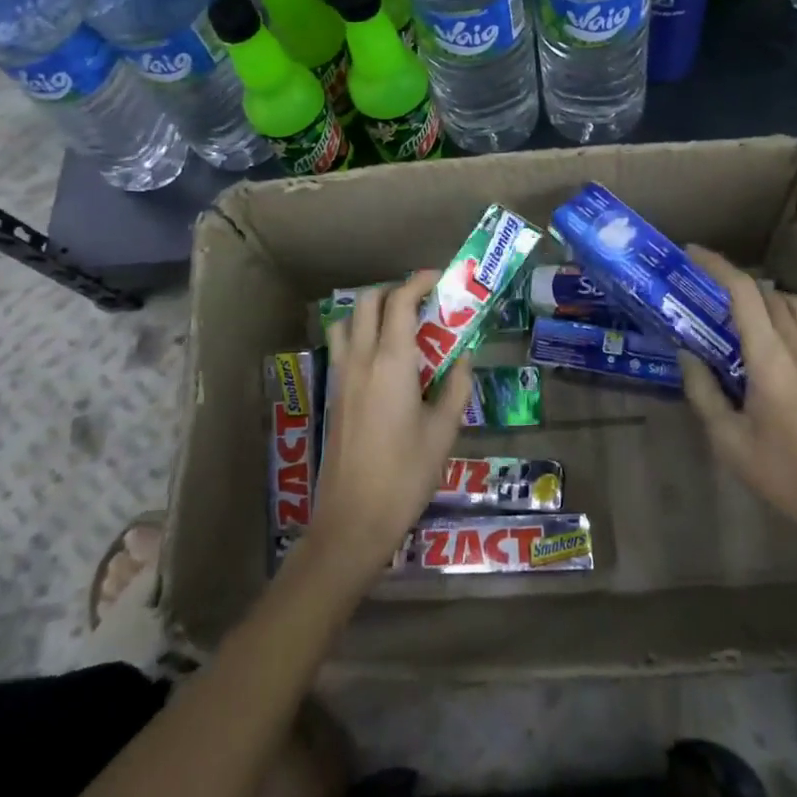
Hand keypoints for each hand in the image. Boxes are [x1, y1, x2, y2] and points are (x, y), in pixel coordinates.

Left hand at [311, 269, 471, 583]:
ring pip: (348, 321)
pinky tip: (383, 360)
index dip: (419, 281)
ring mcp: (342, 375)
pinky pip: (343, 346)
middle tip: (423, 301)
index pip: (400, 301)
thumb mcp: (444, 430)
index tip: (441, 278)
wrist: (353, 519)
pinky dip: (360, 334)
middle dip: (395, 290)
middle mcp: (361, 359)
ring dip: (371, 310)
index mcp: (391, 361)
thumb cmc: (406, 474)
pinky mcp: (334, 394)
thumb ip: (456, 386)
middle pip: (368, 301)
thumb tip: (463, 358)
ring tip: (399, 325)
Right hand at [680, 245, 796, 573]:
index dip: (718, 266)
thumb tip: (687, 353)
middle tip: (710, 291)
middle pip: (771, 294)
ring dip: (776, 299)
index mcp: (769, 359)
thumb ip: (703, 391)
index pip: (744, 293)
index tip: (693, 254)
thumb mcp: (726, 439)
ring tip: (753, 313)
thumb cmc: (780, 474)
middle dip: (738, 282)